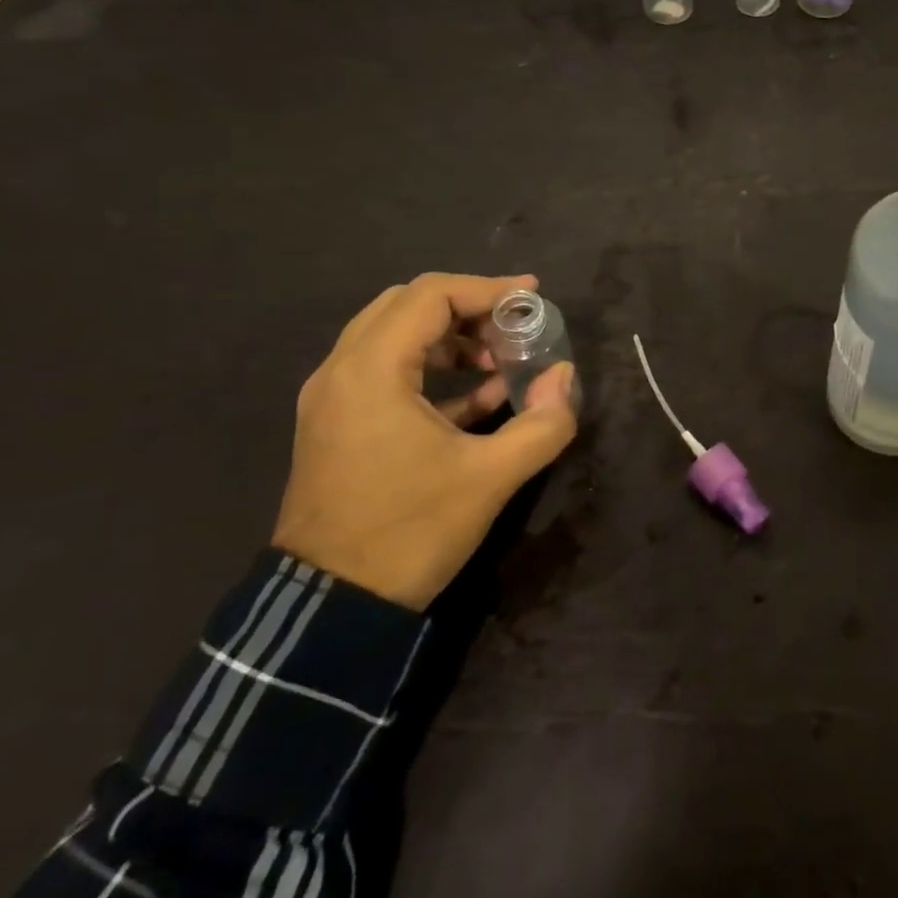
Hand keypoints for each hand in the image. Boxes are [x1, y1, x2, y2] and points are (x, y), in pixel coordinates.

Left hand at [272, 273, 579, 609]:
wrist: (332, 608)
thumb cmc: (411, 531)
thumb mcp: (491, 478)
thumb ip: (543, 422)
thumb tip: (565, 377)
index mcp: (371, 371)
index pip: (430, 296)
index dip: (488, 289)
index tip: (533, 297)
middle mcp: (342, 372)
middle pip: (407, 306)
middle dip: (469, 308)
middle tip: (515, 326)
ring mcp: (333, 400)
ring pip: (394, 337)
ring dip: (451, 338)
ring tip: (502, 361)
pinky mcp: (338, 426)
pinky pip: (385, 372)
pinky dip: (432, 369)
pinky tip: (482, 396)